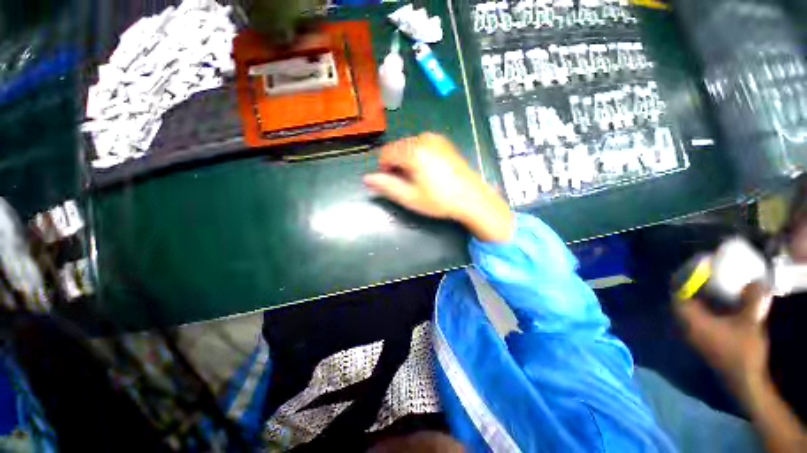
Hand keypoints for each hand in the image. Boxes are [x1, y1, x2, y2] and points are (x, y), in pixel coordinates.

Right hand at [364, 133, 512, 241]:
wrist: (472, 198)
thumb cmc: (439, 200)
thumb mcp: (409, 197)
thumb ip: (386, 186)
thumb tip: (367, 179)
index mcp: (413, 150)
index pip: (386, 153)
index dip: (384, 169)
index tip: (392, 183)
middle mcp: (423, 139)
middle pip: (398, 148)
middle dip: (396, 164)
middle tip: (406, 183)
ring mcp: (436, 139)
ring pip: (409, 146)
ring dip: (407, 160)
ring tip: (417, 178)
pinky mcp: (445, 143)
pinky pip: (422, 145)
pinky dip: (418, 156)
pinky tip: (428, 171)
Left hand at [675, 282, 772, 395]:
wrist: (744, 381)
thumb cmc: (743, 350)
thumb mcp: (750, 321)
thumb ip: (752, 298)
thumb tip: (756, 279)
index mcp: (689, 319)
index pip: (676, 292)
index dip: (682, 277)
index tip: (694, 266)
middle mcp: (684, 325)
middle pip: (679, 299)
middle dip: (688, 284)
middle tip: (702, 272)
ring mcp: (690, 334)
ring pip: (686, 308)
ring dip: (695, 296)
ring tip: (709, 283)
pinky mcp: (700, 340)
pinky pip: (694, 317)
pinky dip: (701, 307)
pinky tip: (716, 302)